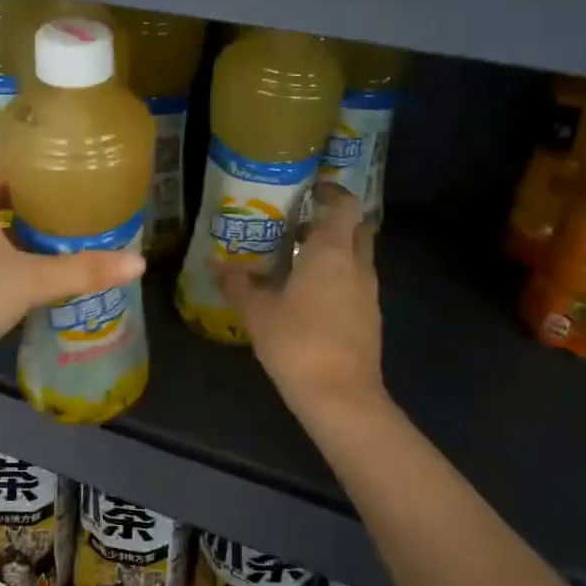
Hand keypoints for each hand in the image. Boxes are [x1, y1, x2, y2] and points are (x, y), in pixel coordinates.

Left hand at [0, 156, 146, 405]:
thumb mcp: (31, 280)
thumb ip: (84, 270)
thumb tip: (139, 262)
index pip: (3, 160)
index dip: (38, 159)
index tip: (75, 164)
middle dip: (36, 200)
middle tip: (81, 203)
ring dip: (21, 234)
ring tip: (67, 237)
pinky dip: (8, 262)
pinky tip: (38, 276)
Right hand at [217, 183, 384, 415]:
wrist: (341, 396)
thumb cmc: (298, 342)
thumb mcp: (257, 312)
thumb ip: (238, 285)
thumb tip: (214, 265)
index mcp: (332, 253)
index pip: (344, 206)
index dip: (331, 192)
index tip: (311, 189)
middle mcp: (357, 266)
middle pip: (356, 229)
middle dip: (332, 222)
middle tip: (300, 226)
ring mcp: (369, 294)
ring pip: (357, 259)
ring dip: (334, 253)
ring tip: (297, 262)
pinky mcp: (370, 319)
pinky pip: (356, 285)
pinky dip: (337, 279)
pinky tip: (309, 297)